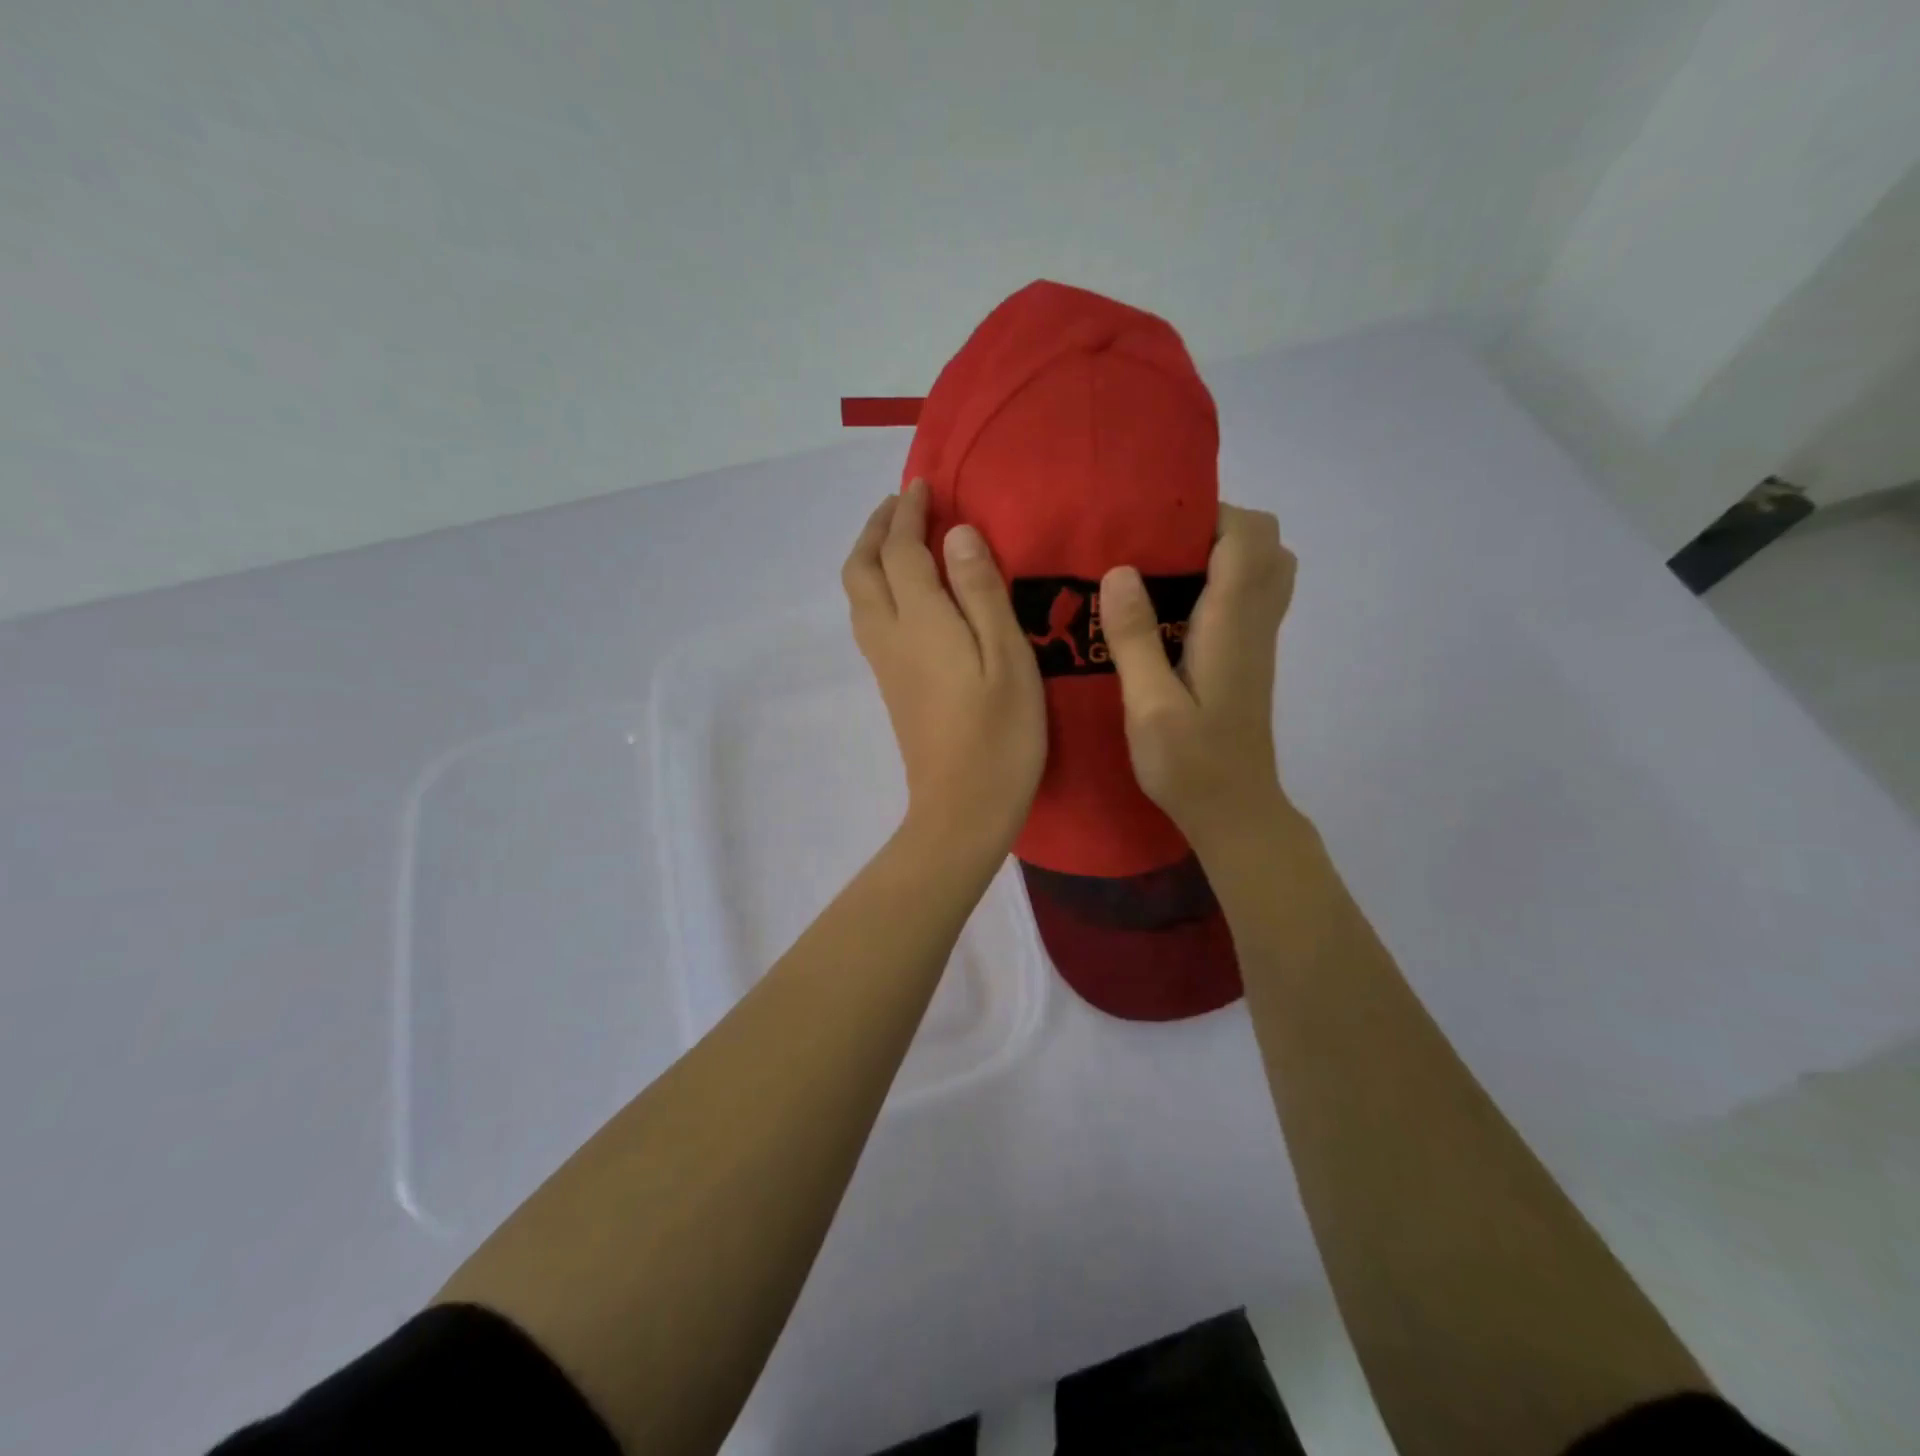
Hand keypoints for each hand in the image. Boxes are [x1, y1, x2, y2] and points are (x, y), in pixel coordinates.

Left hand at [843, 480, 1046, 855]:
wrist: (961, 810)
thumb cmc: (1000, 735)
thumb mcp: (1008, 658)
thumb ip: (981, 592)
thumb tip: (957, 534)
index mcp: (921, 622)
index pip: (901, 550)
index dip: (909, 512)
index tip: (924, 485)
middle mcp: (890, 636)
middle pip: (861, 569)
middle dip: (875, 529)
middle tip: (902, 505)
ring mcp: (885, 664)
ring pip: (858, 596)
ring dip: (870, 557)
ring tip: (900, 540)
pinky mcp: (891, 686)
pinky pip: (869, 619)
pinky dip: (877, 587)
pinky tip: (907, 593)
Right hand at [1099, 503, 1297, 849]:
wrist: (1234, 811)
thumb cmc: (1189, 764)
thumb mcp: (1149, 705)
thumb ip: (1135, 638)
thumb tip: (1120, 570)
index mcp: (1232, 626)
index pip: (1249, 538)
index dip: (1210, 516)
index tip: (1155, 528)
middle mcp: (1254, 623)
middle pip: (1266, 544)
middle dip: (1216, 529)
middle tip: (1158, 549)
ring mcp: (1256, 642)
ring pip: (1263, 569)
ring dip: (1220, 555)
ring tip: (1161, 574)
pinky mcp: (1247, 659)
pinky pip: (1249, 597)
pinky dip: (1219, 583)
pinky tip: (1170, 611)